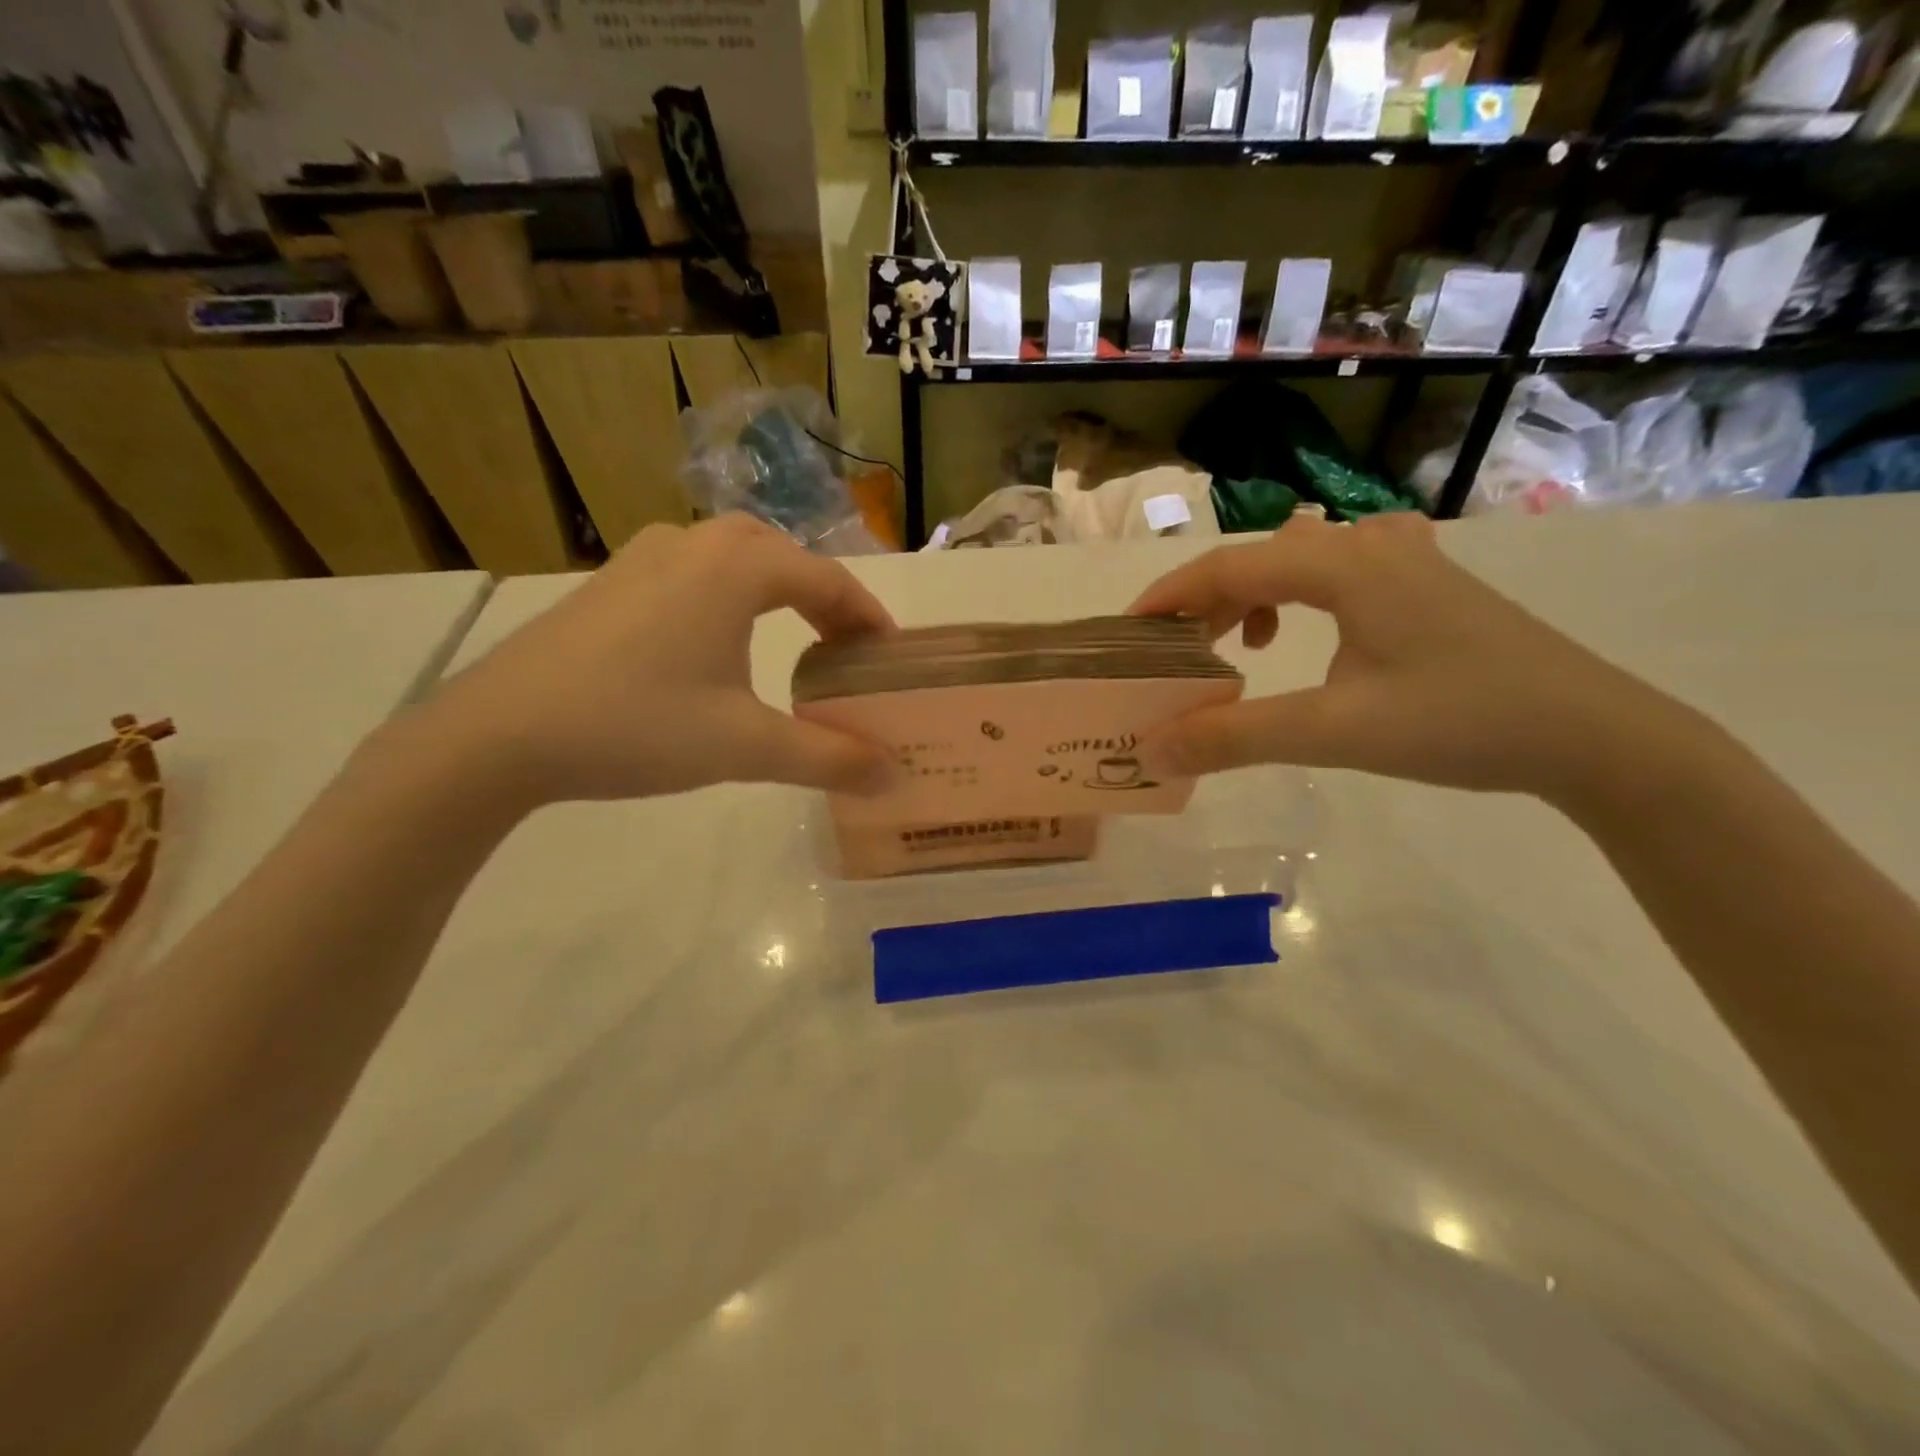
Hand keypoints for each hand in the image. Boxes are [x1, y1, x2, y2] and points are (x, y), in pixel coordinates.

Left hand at [424, 514, 896, 804]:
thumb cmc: (637, 725)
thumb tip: (894, 776)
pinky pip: (695, 572)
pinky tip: (718, 641)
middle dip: (825, 600)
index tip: (890, 656)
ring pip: (735, 558)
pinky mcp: (611, 581)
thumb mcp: (744, 747)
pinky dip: (730, 596)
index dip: (868, 618)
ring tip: (793, 640)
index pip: (829, 581)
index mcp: (737, 567)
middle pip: (784, 558)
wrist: (499, 733)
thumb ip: (828, 758)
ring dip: (777, 591)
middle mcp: (695, 543)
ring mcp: (645, 556)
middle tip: (845, 650)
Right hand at [1129, 514, 1681, 800]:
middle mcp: (1369, 543)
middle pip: (1257, 559)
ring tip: (1233, 649)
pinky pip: (1332, 574)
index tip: (1127, 635)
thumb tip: (1151, 749)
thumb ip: (1234, 737)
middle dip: (1205, 605)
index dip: (1168, 598)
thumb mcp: (1334, 732)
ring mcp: (1403, 558)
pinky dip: (1293, 602)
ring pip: (1294, 563)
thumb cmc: (1461, 722)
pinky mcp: (1423, 583)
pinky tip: (1298, 639)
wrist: (1593, 735)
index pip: (1227, 566)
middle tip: (1176, 656)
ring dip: (1248, 601)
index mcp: (1343, 563)